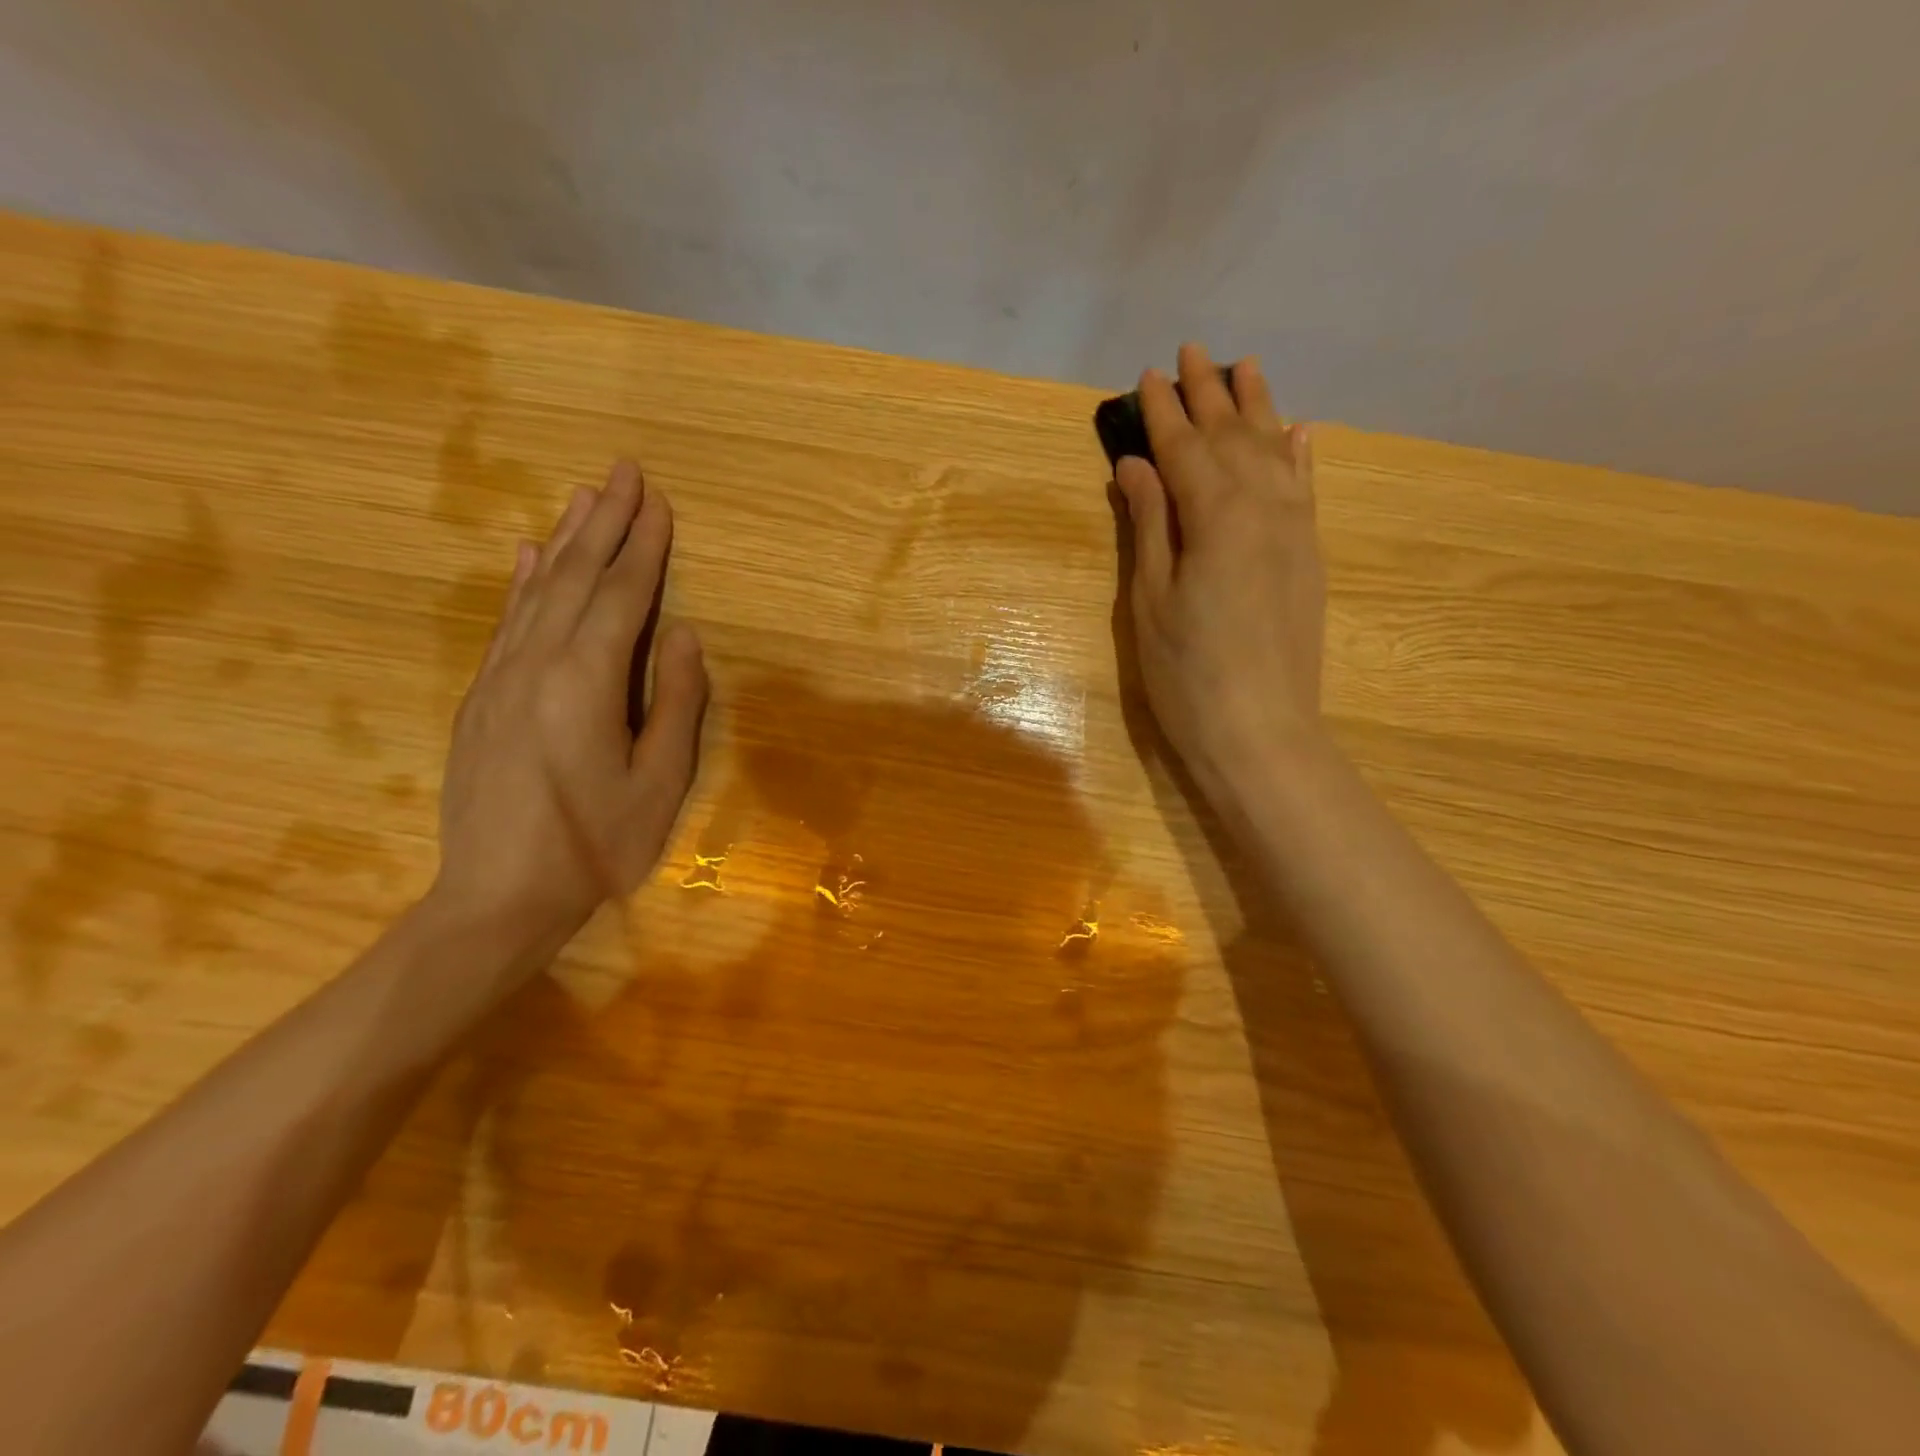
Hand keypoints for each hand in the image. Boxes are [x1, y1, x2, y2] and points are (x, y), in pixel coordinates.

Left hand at [431, 460, 707, 965]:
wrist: (497, 897)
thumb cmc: (596, 847)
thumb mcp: (659, 783)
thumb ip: (676, 704)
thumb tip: (686, 637)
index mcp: (586, 683)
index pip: (622, 597)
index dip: (644, 548)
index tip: (660, 502)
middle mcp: (536, 664)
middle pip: (577, 578)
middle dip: (606, 522)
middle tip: (624, 471)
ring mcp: (500, 678)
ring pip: (539, 591)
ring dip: (566, 539)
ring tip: (587, 496)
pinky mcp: (481, 697)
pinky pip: (507, 622)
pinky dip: (524, 582)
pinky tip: (532, 556)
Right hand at [1111, 343, 1326, 801]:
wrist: (1261, 731)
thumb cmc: (1187, 673)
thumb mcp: (1151, 600)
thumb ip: (1150, 525)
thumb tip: (1136, 465)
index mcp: (1216, 517)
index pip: (1184, 449)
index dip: (1162, 413)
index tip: (1146, 375)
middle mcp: (1264, 508)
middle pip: (1233, 437)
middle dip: (1210, 393)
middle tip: (1193, 350)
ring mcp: (1295, 530)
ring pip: (1275, 452)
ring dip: (1258, 407)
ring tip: (1245, 366)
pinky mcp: (1309, 556)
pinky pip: (1306, 488)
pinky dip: (1299, 454)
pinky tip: (1298, 429)